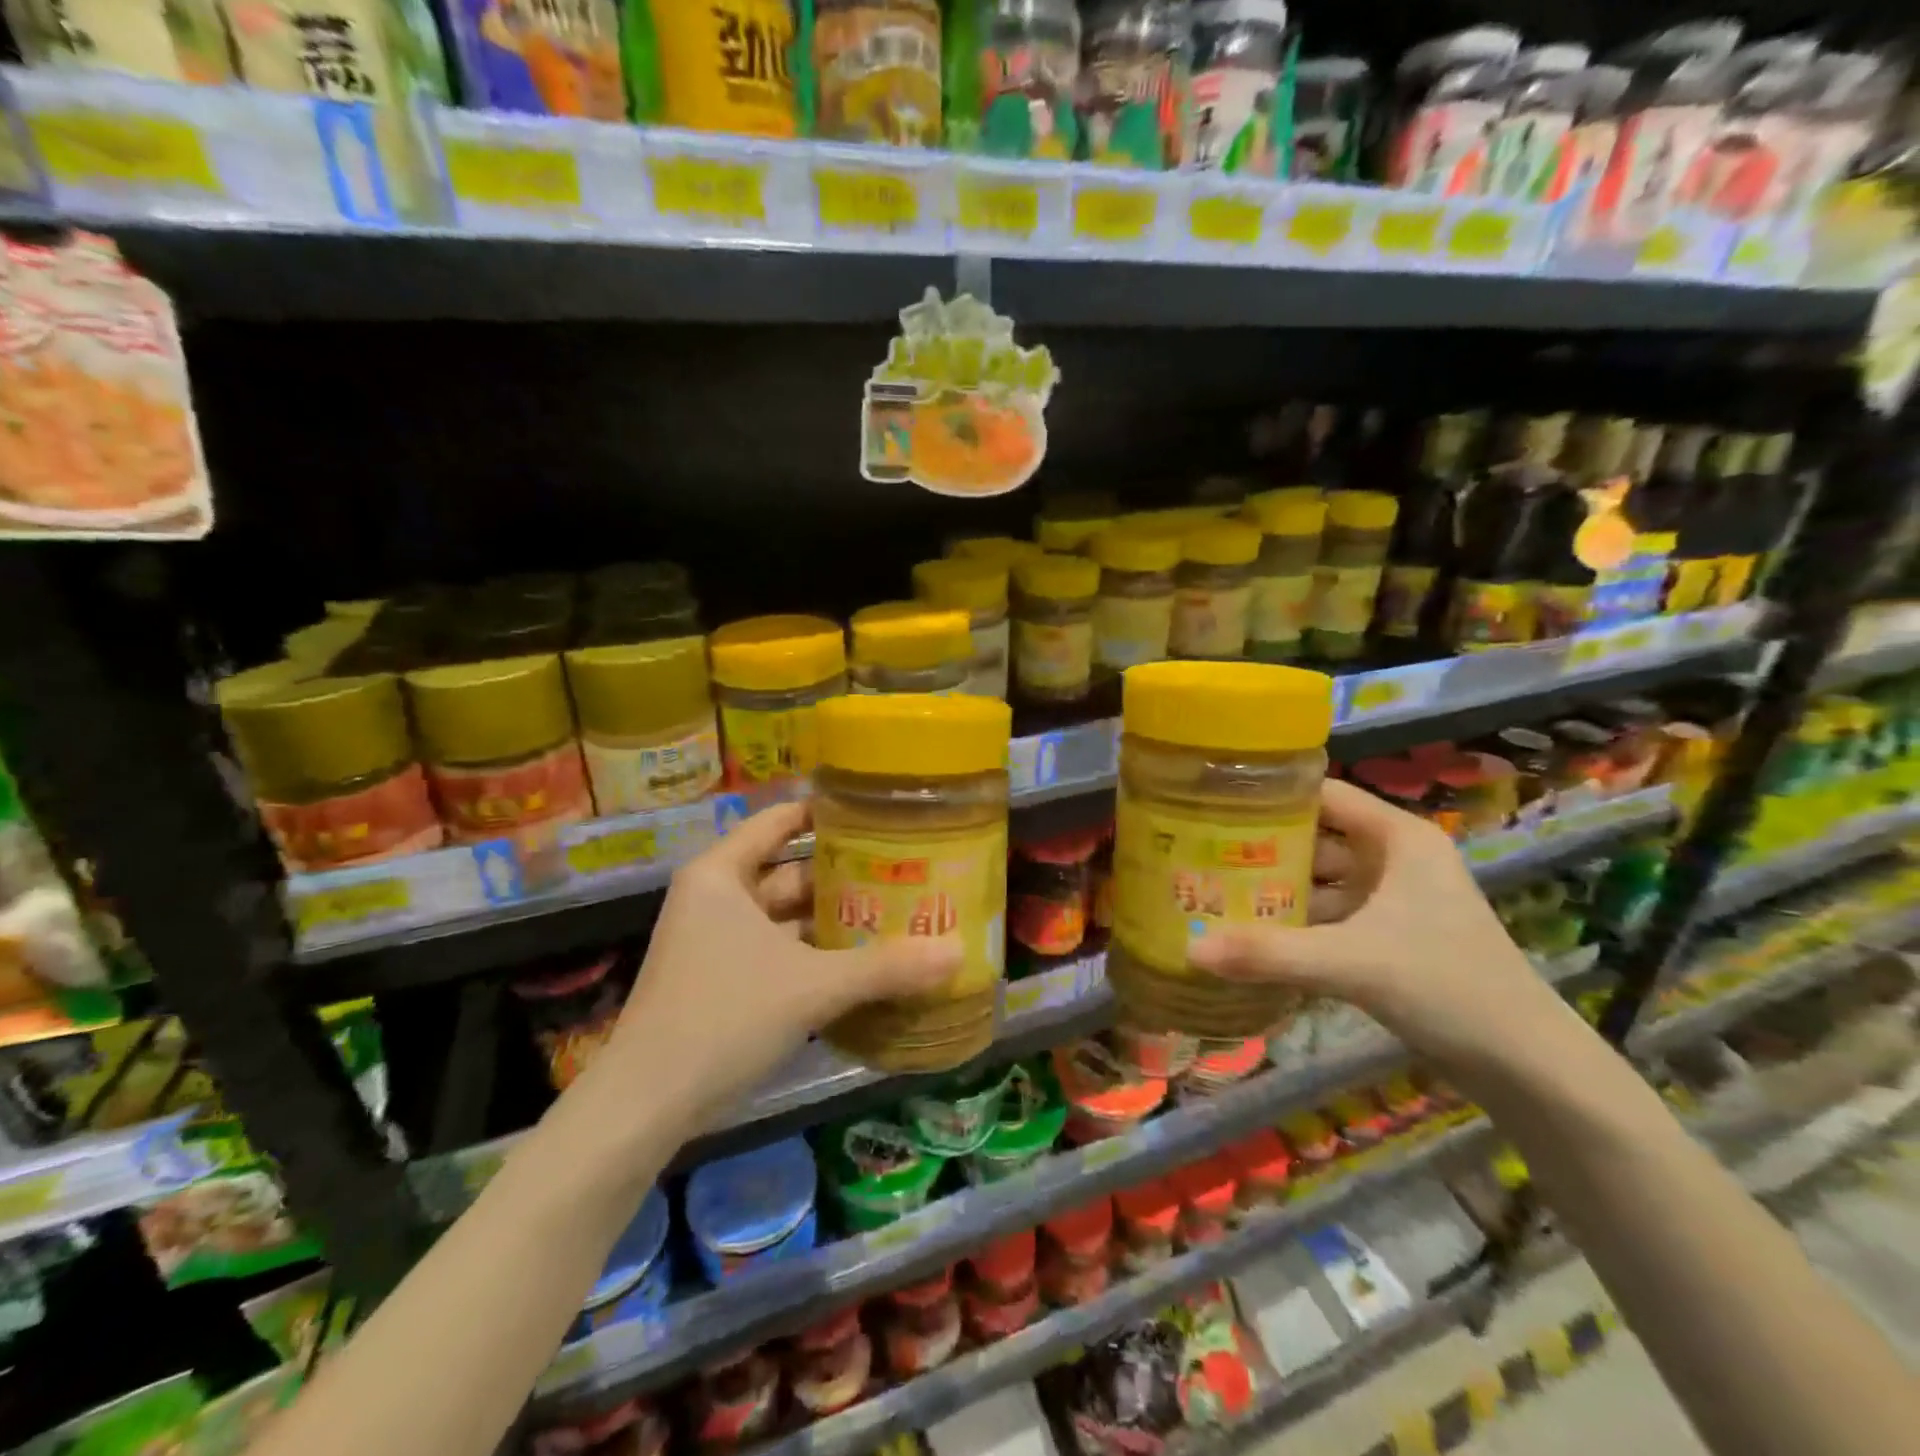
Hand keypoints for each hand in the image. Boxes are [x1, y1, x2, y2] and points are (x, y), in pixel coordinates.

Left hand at [598, 802, 961, 1130]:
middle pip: (790, 871)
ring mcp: (716, 941)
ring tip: (895, 915)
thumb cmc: (723, 1017)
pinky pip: (778, 951)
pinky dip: (815, 954)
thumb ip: (885, 967)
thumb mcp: (811, 986)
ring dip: (833, 919)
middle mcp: (716, 898)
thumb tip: (957, 952)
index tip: (879, 813)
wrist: (645, 1105)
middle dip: (844, 875)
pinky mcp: (721, 980)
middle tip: (904, 871)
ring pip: (786, 916)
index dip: (828, 814)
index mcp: (723, 875)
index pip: (781, 822)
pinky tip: (862, 964)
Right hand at [1190, 779, 1569, 1081]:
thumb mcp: (1352, 962)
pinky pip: (1329, 916)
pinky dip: (1294, 923)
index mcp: (1398, 838)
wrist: (1527, 1066)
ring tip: (1212, 892)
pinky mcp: (1389, 938)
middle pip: (1315, 838)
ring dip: (1275, 890)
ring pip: (1320, 881)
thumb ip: (1269, 953)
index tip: (1212, 805)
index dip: (1270, 795)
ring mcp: (1393, 900)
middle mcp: (1395, 858)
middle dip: (1261, 848)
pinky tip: (1251, 936)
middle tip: (1198, 854)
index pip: (1322, 794)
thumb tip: (1189, 950)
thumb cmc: (1447, 986)